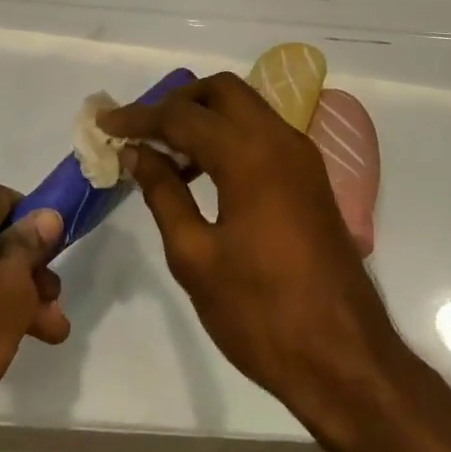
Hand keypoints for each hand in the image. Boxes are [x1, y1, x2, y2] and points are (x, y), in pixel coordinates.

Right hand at [100, 75, 398, 425]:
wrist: (345, 360)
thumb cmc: (261, 314)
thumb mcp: (196, 257)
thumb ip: (163, 194)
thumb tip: (137, 152)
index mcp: (250, 155)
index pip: (182, 116)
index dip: (138, 116)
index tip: (104, 122)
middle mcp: (280, 140)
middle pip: (222, 91)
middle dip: (177, 102)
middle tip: (141, 132)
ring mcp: (302, 157)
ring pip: (246, 108)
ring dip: (204, 117)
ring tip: (164, 154)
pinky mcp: (311, 178)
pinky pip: (263, 133)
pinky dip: (229, 135)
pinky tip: (202, 172)